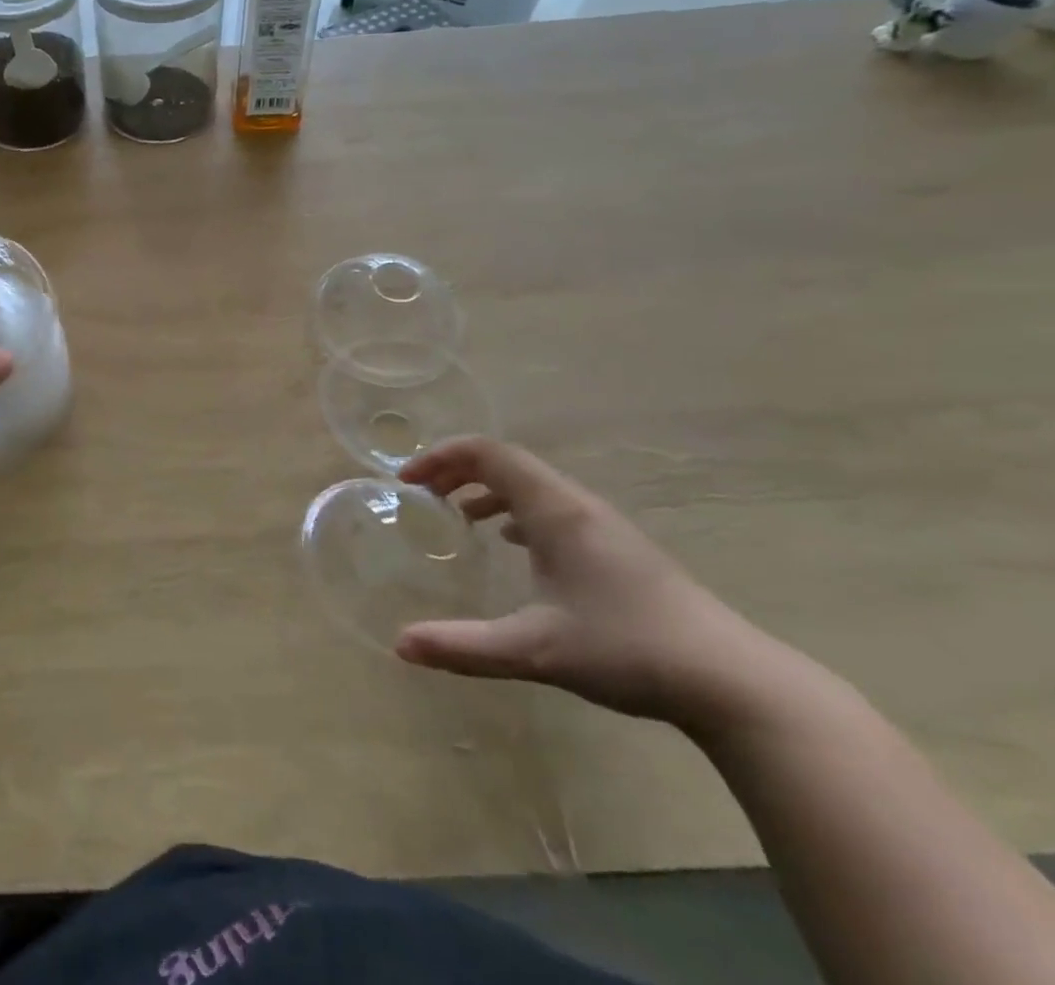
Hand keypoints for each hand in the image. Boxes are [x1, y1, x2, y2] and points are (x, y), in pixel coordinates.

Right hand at [396, 436, 775, 731]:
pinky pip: (552, 508)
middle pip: (507, 462)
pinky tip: (511, 544)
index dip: (441, 457)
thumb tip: (400, 645)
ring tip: (457, 514)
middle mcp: (577, 505)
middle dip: (457, 469)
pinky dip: (516, 510)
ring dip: (487, 488)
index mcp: (555, 510)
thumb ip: (464, 646)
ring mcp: (603, 526)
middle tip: (423, 494)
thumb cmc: (629, 650)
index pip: (488, 453)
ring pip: (532, 485)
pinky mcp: (618, 549)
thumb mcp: (536, 650)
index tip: (407, 481)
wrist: (736, 683)